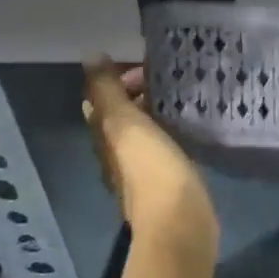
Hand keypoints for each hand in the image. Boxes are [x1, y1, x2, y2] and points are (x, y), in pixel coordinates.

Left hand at [83, 57, 218, 265]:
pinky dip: (170, 134)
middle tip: (169, 79)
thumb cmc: (152, 170)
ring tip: (181, 98)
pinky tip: (188, 129)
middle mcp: (117, 156)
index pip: (100, 101)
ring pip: (142, 134)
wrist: (179, 223)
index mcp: (104, 138)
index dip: (117, 80)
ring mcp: (142, 172)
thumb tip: (90, 55)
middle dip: (137, 96)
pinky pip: (163, 150)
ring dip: (155, 115)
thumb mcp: (126, 123)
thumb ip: (108, 91)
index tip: (146, 66)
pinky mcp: (168, 184)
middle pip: (121, 118)